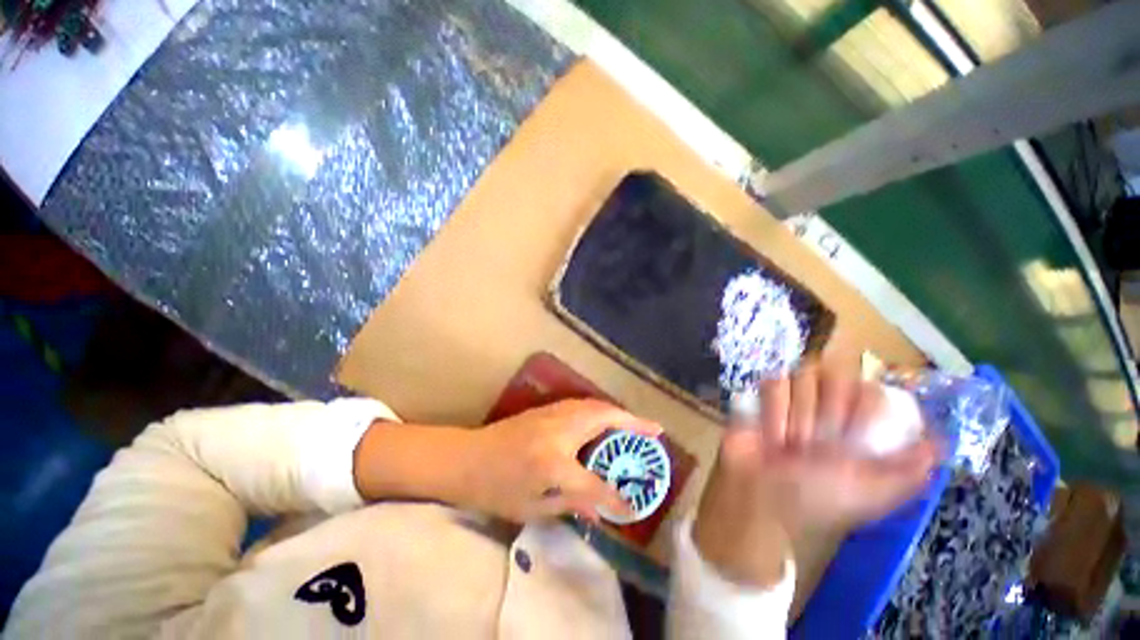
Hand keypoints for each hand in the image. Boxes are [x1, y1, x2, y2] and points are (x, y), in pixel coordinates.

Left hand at [466, 399, 661, 522]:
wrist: (466, 458)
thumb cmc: (496, 488)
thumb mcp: (532, 507)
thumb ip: (572, 503)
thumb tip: (604, 508)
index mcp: (553, 462)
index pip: (594, 482)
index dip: (614, 496)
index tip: (631, 504)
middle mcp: (558, 430)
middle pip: (604, 419)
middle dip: (632, 423)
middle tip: (654, 431)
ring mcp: (553, 414)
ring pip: (595, 406)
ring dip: (618, 413)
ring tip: (635, 425)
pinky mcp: (547, 408)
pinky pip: (583, 404)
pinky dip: (602, 410)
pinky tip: (606, 420)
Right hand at [693, 356, 941, 586]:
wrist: (764, 500)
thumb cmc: (821, 500)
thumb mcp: (873, 495)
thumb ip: (907, 471)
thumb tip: (940, 443)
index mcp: (860, 426)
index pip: (869, 387)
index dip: (861, 406)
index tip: (853, 435)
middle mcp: (829, 406)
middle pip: (833, 375)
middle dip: (823, 414)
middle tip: (815, 446)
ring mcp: (795, 399)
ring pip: (800, 376)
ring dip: (794, 416)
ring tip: (789, 445)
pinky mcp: (764, 397)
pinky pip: (771, 383)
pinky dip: (772, 411)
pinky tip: (771, 435)